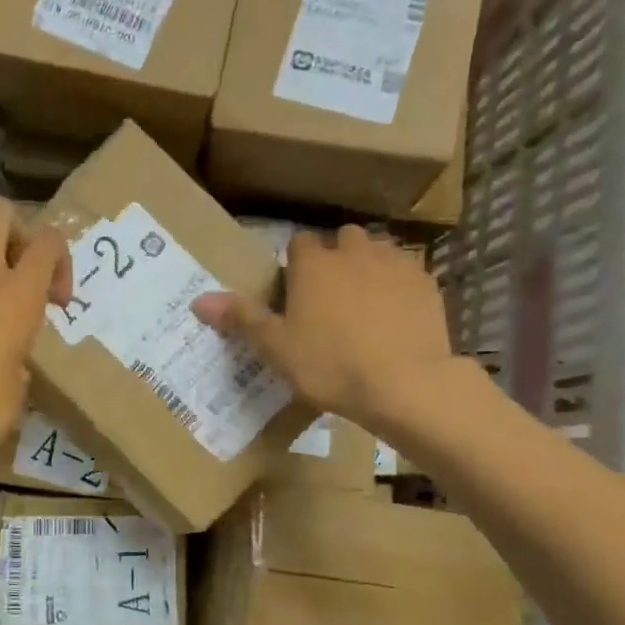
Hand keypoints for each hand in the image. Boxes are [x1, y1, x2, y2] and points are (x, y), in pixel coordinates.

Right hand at [193, 225, 455, 435]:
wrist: (406, 384)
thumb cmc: (330, 365)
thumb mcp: (276, 347)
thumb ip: (240, 318)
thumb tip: (198, 300)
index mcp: (313, 263)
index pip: (298, 243)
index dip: (295, 265)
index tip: (294, 294)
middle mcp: (354, 251)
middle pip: (342, 240)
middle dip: (335, 259)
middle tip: (329, 300)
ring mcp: (395, 264)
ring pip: (378, 252)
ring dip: (368, 268)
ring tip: (364, 306)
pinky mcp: (427, 283)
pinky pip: (407, 274)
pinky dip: (399, 287)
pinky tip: (396, 318)